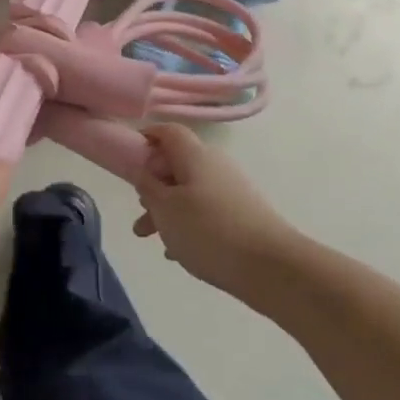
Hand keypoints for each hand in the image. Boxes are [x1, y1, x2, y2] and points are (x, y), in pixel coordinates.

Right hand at [135, 123, 297, 294]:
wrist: (272, 267)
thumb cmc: (209, 231)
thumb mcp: (165, 208)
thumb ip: (147, 185)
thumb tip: (143, 168)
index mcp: (195, 155)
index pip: (167, 131)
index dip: (146, 139)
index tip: (128, 160)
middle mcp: (215, 165)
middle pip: (176, 165)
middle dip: (153, 185)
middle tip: (139, 209)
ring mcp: (231, 190)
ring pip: (189, 192)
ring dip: (166, 210)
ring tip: (150, 238)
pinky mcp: (242, 214)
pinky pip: (205, 211)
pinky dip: (187, 224)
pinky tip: (177, 252)